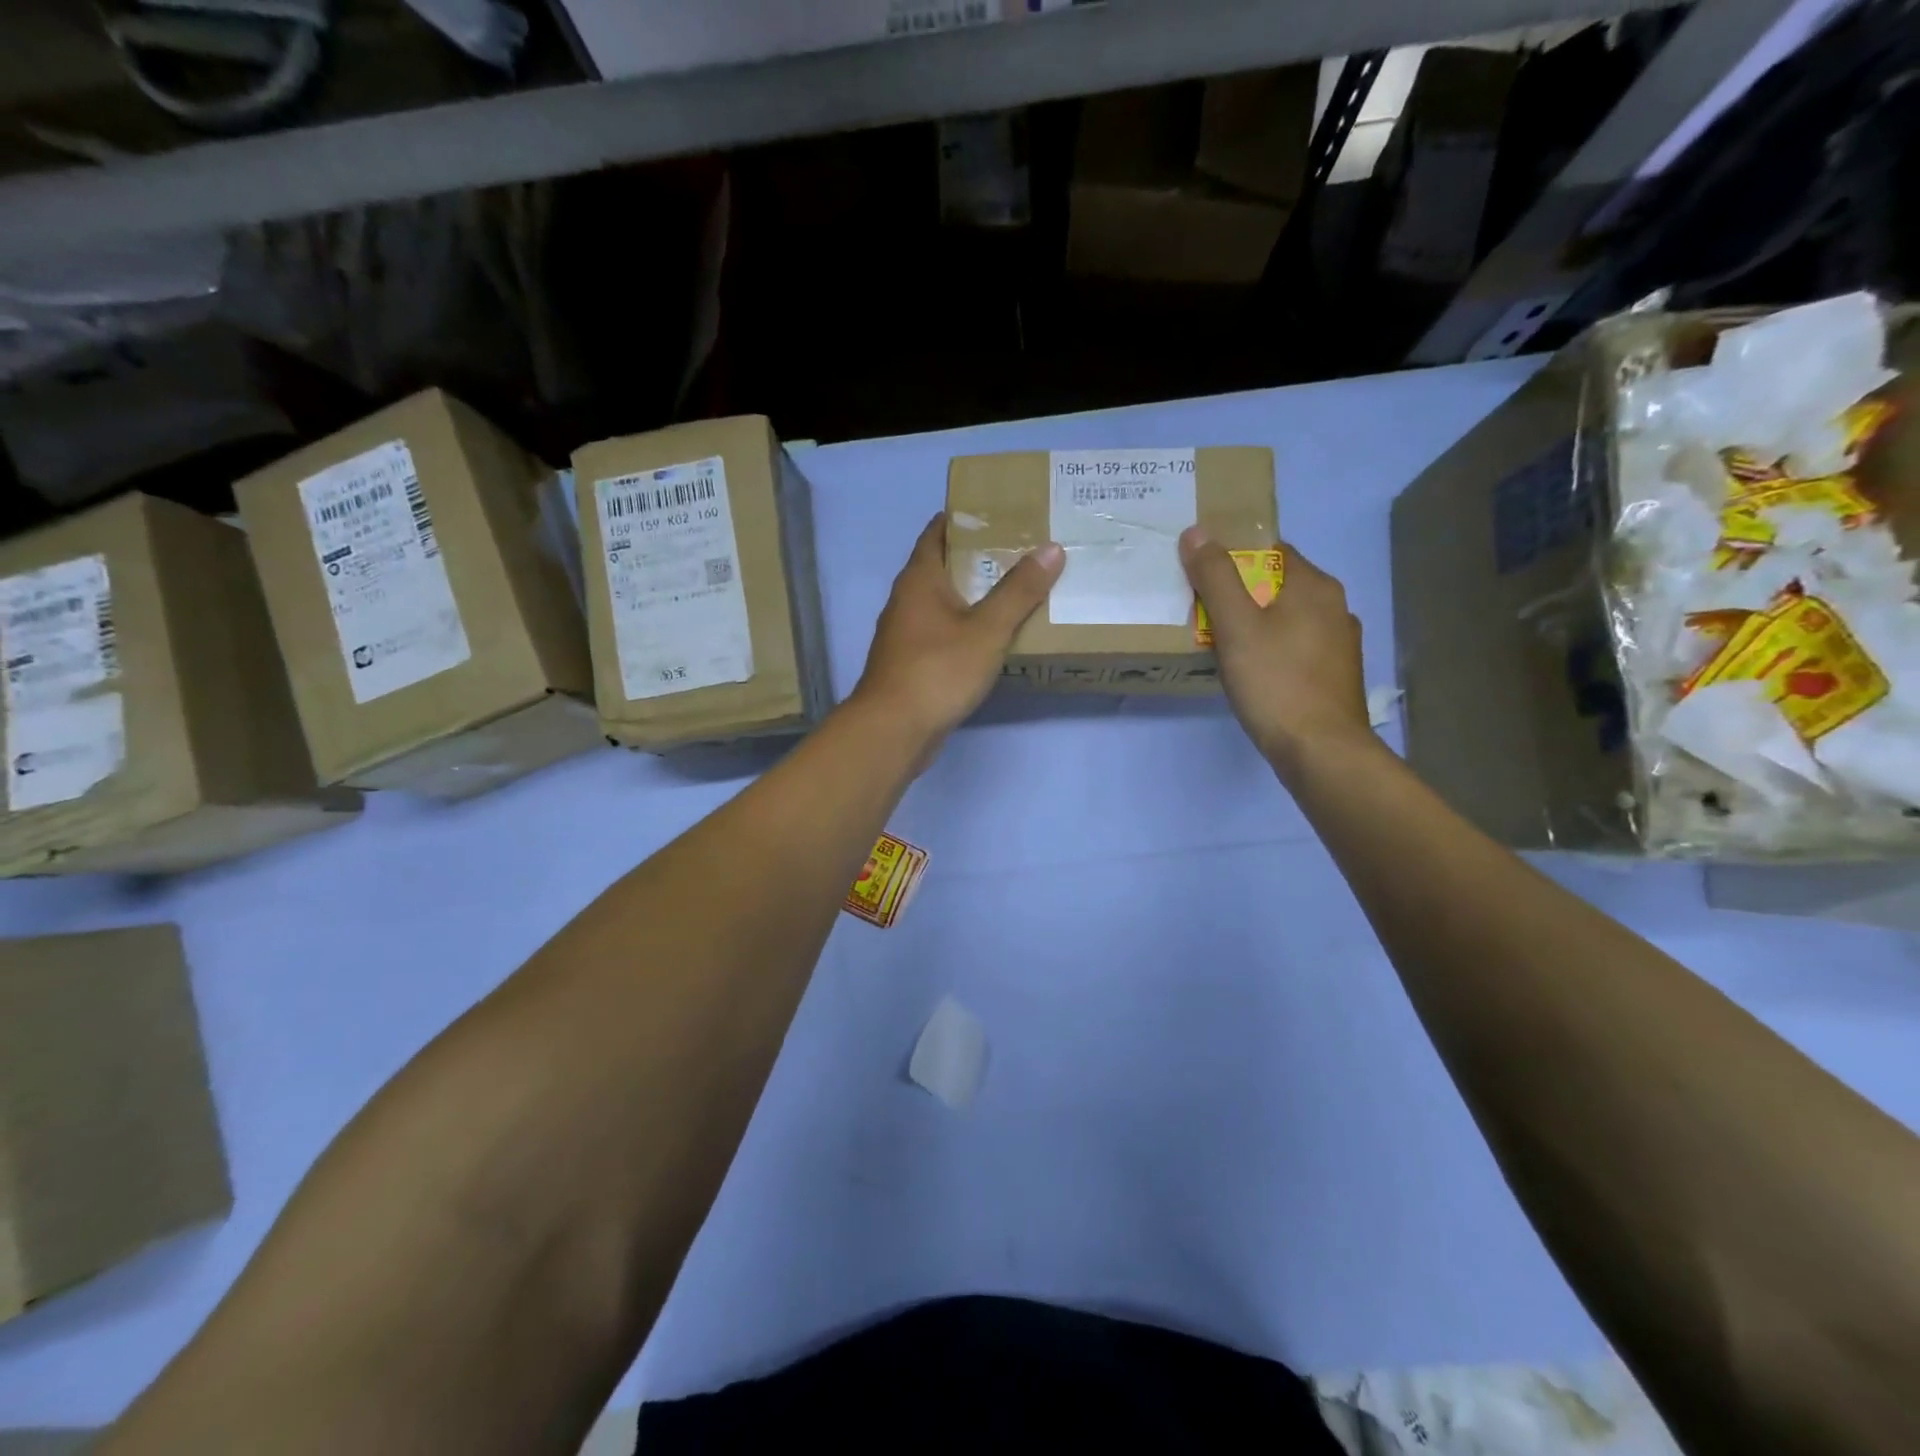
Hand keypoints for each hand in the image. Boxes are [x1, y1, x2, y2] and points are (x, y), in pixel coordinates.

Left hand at [855, 514, 1064, 744]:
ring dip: (974, 596)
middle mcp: (907, 600)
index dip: (966, 518)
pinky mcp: (912, 664)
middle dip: (979, 558)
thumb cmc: (938, 670)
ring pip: (944, 603)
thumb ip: (1019, 591)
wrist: (894, 730)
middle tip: (1023, 551)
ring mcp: (906, 634)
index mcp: (919, 579)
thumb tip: (1051, 548)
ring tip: (1017, 591)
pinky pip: (943, 634)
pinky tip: (994, 638)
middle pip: (943, 566)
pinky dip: (967, 628)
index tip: (1002, 512)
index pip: (938, 531)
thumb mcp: (987, 629)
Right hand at [1180, 527, 1371, 780]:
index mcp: (1314, 585)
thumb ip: (1215, 578)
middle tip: (1203, 611)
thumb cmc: (1275, 682)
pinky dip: (1274, 649)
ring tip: (1222, 643)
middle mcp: (1335, 606)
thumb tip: (1197, 532)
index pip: (1272, 550)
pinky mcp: (1336, 674)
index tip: (1203, 574)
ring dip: (1258, 623)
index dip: (1235, 556)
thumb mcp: (1235, 627)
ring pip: (1289, 618)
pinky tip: (1253, 671)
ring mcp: (1340, 643)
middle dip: (1242, 593)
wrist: (1321, 750)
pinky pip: (1297, 647)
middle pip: (1279, 585)